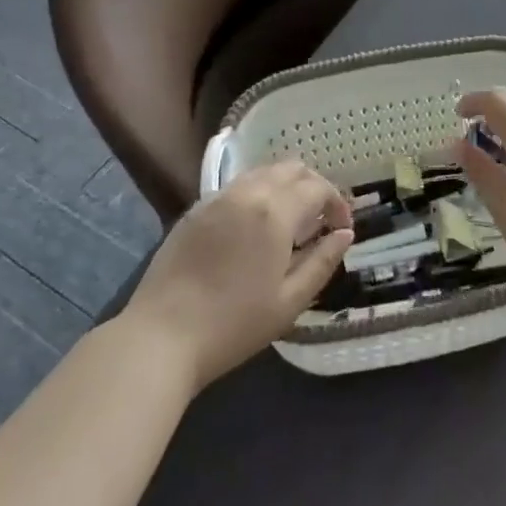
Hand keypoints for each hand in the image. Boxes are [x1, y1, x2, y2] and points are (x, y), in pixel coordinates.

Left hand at [124, 161, 353, 391]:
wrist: (161, 336)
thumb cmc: (232, 325)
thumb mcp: (289, 302)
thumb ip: (322, 262)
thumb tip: (345, 235)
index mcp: (274, 212)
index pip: (318, 188)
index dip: (337, 203)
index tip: (342, 228)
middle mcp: (248, 192)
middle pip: (291, 169)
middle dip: (314, 186)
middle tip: (321, 218)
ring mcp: (218, 198)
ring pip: (263, 173)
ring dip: (285, 187)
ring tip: (290, 221)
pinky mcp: (196, 210)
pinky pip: (237, 187)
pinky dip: (258, 194)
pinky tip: (255, 227)